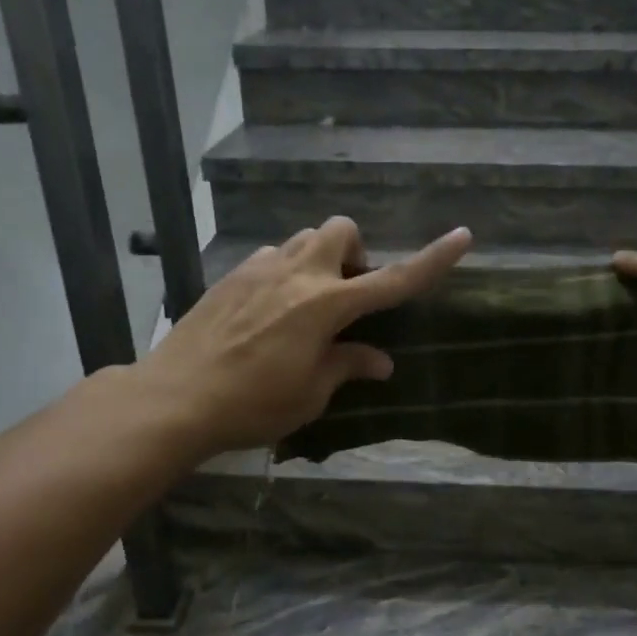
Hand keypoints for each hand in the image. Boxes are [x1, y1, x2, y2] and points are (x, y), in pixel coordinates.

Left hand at [138, 218, 471, 458]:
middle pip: (342, 230)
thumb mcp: (309, 394)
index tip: (463, 236)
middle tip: (348, 295)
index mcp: (326, 306)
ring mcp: (260, 269)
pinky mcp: (232, 275)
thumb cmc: (251, 405)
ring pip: (305, 238)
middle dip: (356, 253)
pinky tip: (271, 308)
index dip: (433, 260)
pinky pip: (272, 255)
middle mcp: (297, 275)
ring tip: (310, 303)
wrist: (173, 398)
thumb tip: (380, 361)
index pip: (392, 280)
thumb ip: (347, 366)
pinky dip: (286, 270)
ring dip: (321, 259)